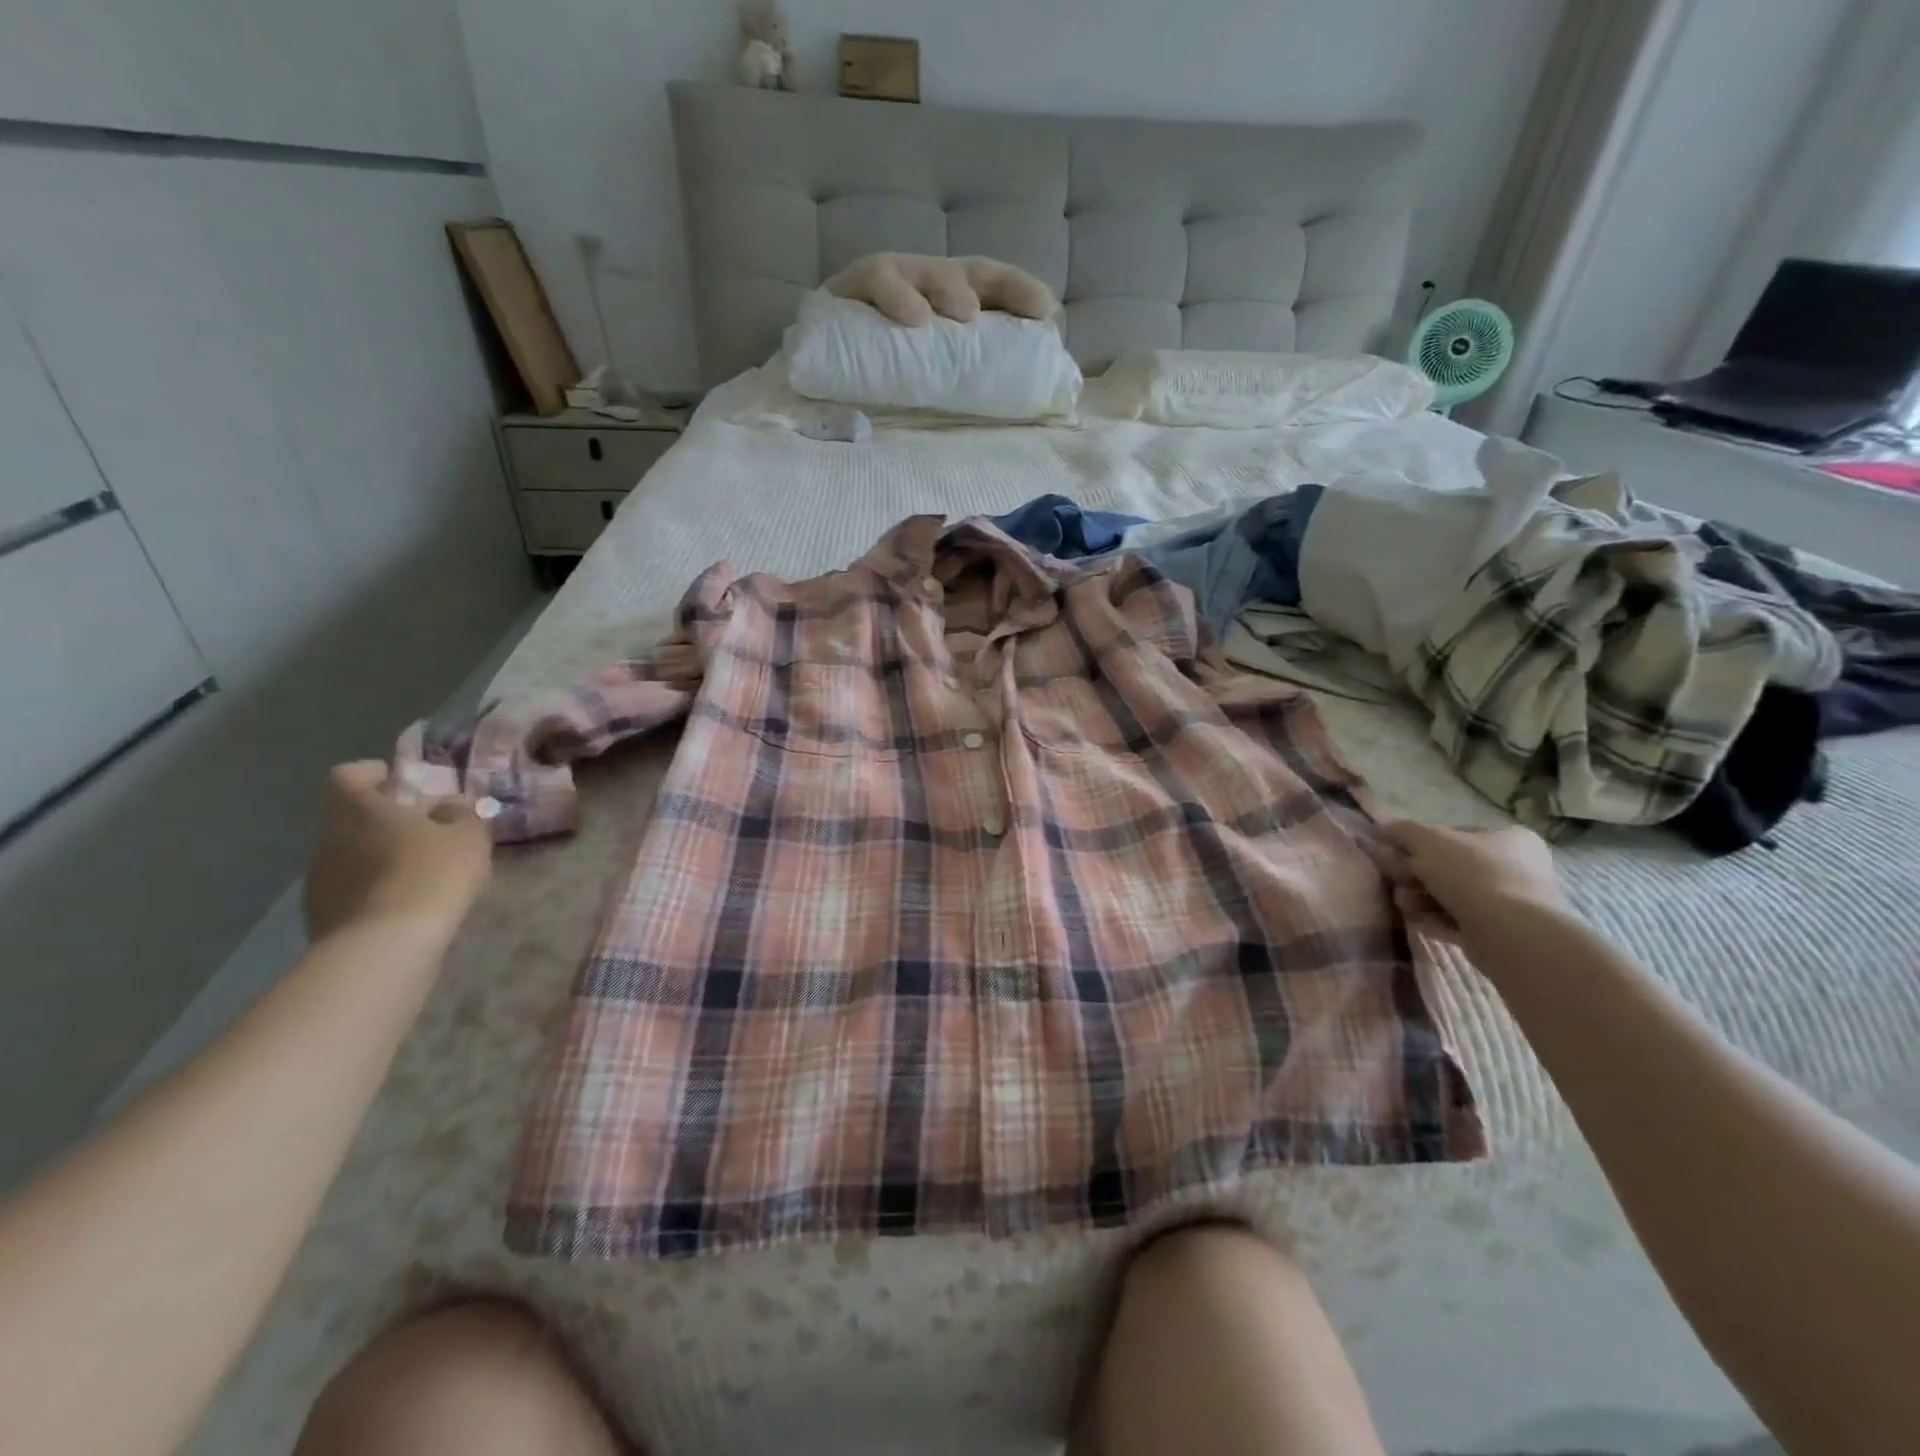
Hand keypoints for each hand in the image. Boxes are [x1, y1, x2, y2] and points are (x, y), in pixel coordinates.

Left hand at [303, 761, 492, 940]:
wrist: (386, 945)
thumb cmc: (431, 873)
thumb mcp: (468, 836)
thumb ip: (460, 815)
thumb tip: (448, 808)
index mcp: (359, 810)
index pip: (349, 776)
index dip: (373, 773)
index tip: (402, 780)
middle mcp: (329, 839)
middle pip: (351, 818)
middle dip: (385, 819)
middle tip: (425, 828)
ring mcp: (319, 880)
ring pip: (351, 855)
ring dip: (380, 856)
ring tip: (420, 870)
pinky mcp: (322, 916)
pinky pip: (351, 890)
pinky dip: (376, 889)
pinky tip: (406, 903)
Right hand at [1385, 821, 1571, 940]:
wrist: (1511, 933)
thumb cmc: (1473, 875)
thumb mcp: (1427, 841)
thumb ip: (1402, 831)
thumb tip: (1381, 828)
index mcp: (1508, 838)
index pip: (1454, 835)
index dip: (1419, 844)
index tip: (1396, 855)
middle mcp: (1515, 868)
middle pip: (1449, 867)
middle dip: (1415, 876)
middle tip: (1396, 882)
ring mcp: (1511, 903)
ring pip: (1451, 896)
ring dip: (1420, 899)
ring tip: (1405, 905)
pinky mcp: (1501, 933)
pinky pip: (1459, 922)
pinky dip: (1435, 920)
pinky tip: (1417, 922)